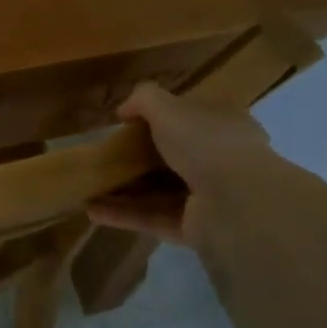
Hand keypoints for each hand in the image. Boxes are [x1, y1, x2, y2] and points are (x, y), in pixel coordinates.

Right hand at [88, 83, 285, 250]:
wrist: (237, 203)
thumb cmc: (206, 143)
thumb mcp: (168, 107)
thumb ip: (144, 99)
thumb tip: (124, 111)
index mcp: (223, 126)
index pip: (192, 118)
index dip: (161, 118)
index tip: (129, 123)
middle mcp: (220, 161)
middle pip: (171, 157)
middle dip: (137, 159)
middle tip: (106, 157)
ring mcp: (209, 198)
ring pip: (158, 191)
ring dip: (124, 190)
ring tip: (89, 188)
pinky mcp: (195, 228)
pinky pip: (152, 218)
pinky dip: (123, 214)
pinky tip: (92, 210)